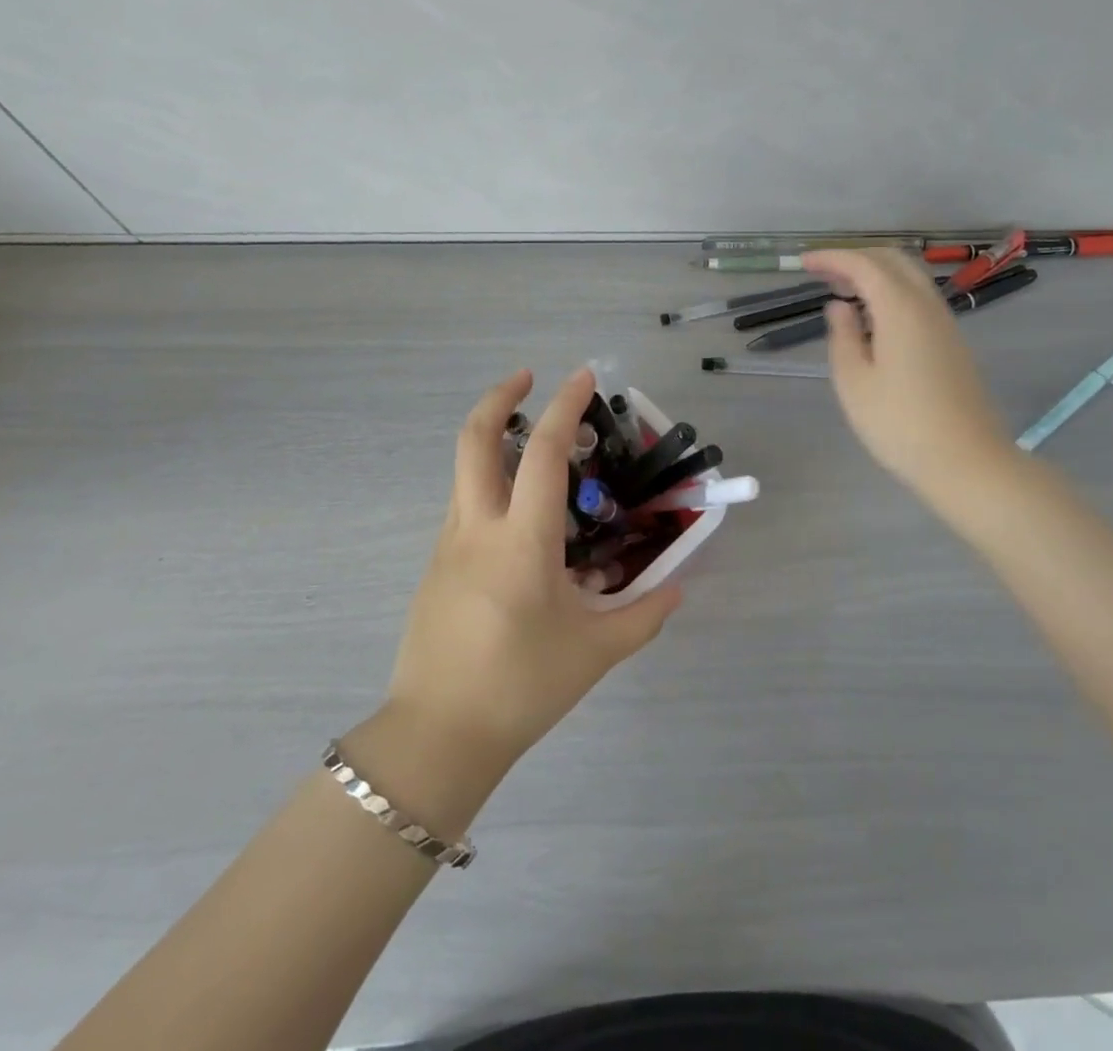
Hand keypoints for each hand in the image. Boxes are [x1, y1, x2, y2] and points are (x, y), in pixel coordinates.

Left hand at [383, 367, 681, 774]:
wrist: (437, 736)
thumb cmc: (521, 688)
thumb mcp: (594, 653)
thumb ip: (643, 615)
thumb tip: (675, 589)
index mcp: (522, 541)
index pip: (541, 453)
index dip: (564, 407)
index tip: (583, 376)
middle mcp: (478, 528)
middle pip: (474, 439)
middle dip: (499, 397)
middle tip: (528, 378)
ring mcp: (449, 545)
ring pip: (466, 471)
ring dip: (494, 441)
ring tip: (536, 450)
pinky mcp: (436, 566)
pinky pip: (466, 508)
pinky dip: (492, 488)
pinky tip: (523, 525)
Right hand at [803, 248, 1018, 512]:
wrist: (966, 462)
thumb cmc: (899, 424)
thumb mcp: (854, 382)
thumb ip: (842, 336)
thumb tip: (839, 307)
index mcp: (901, 309)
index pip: (863, 264)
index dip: (832, 258)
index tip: (803, 262)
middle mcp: (927, 305)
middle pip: (893, 260)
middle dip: (855, 257)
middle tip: (822, 273)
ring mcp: (945, 323)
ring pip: (910, 277)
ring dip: (875, 273)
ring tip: (842, 291)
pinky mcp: (952, 343)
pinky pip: (919, 298)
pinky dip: (891, 292)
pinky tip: (872, 318)